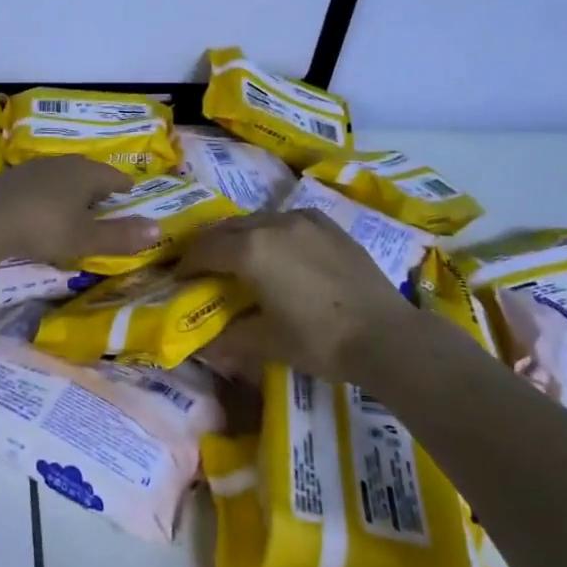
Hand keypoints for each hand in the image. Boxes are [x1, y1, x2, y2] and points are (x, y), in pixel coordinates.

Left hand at [0, 156, 158, 266]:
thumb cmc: (44, 227)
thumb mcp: (85, 238)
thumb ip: (120, 235)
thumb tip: (157, 228)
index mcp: (86, 173)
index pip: (114, 176)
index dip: (124, 186)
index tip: (131, 192)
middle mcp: (62, 163)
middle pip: (88, 171)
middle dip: (98, 185)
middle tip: (107, 198)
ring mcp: (34, 168)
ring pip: (62, 175)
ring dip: (72, 188)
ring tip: (77, 203)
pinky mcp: (11, 179)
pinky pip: (40, 183)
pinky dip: (49, 194)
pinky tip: (44, 207)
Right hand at [179, 208, 417, 380]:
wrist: (386, 336)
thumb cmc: (319, 340)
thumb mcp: (267, 342)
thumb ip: (230, 338)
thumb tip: (206, 346)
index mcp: (250, 250)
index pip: (205, 249)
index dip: (187, 265)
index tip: (180, 280)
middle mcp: (272, 225)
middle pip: (227, 228)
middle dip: (210, 246)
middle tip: (203, 268)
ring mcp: (303, 221)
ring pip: (257, 220)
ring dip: (240, 237)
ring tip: (239, 260)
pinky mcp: (328, 225)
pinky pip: (286, 221)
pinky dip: (271, 233)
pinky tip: (279, 252)